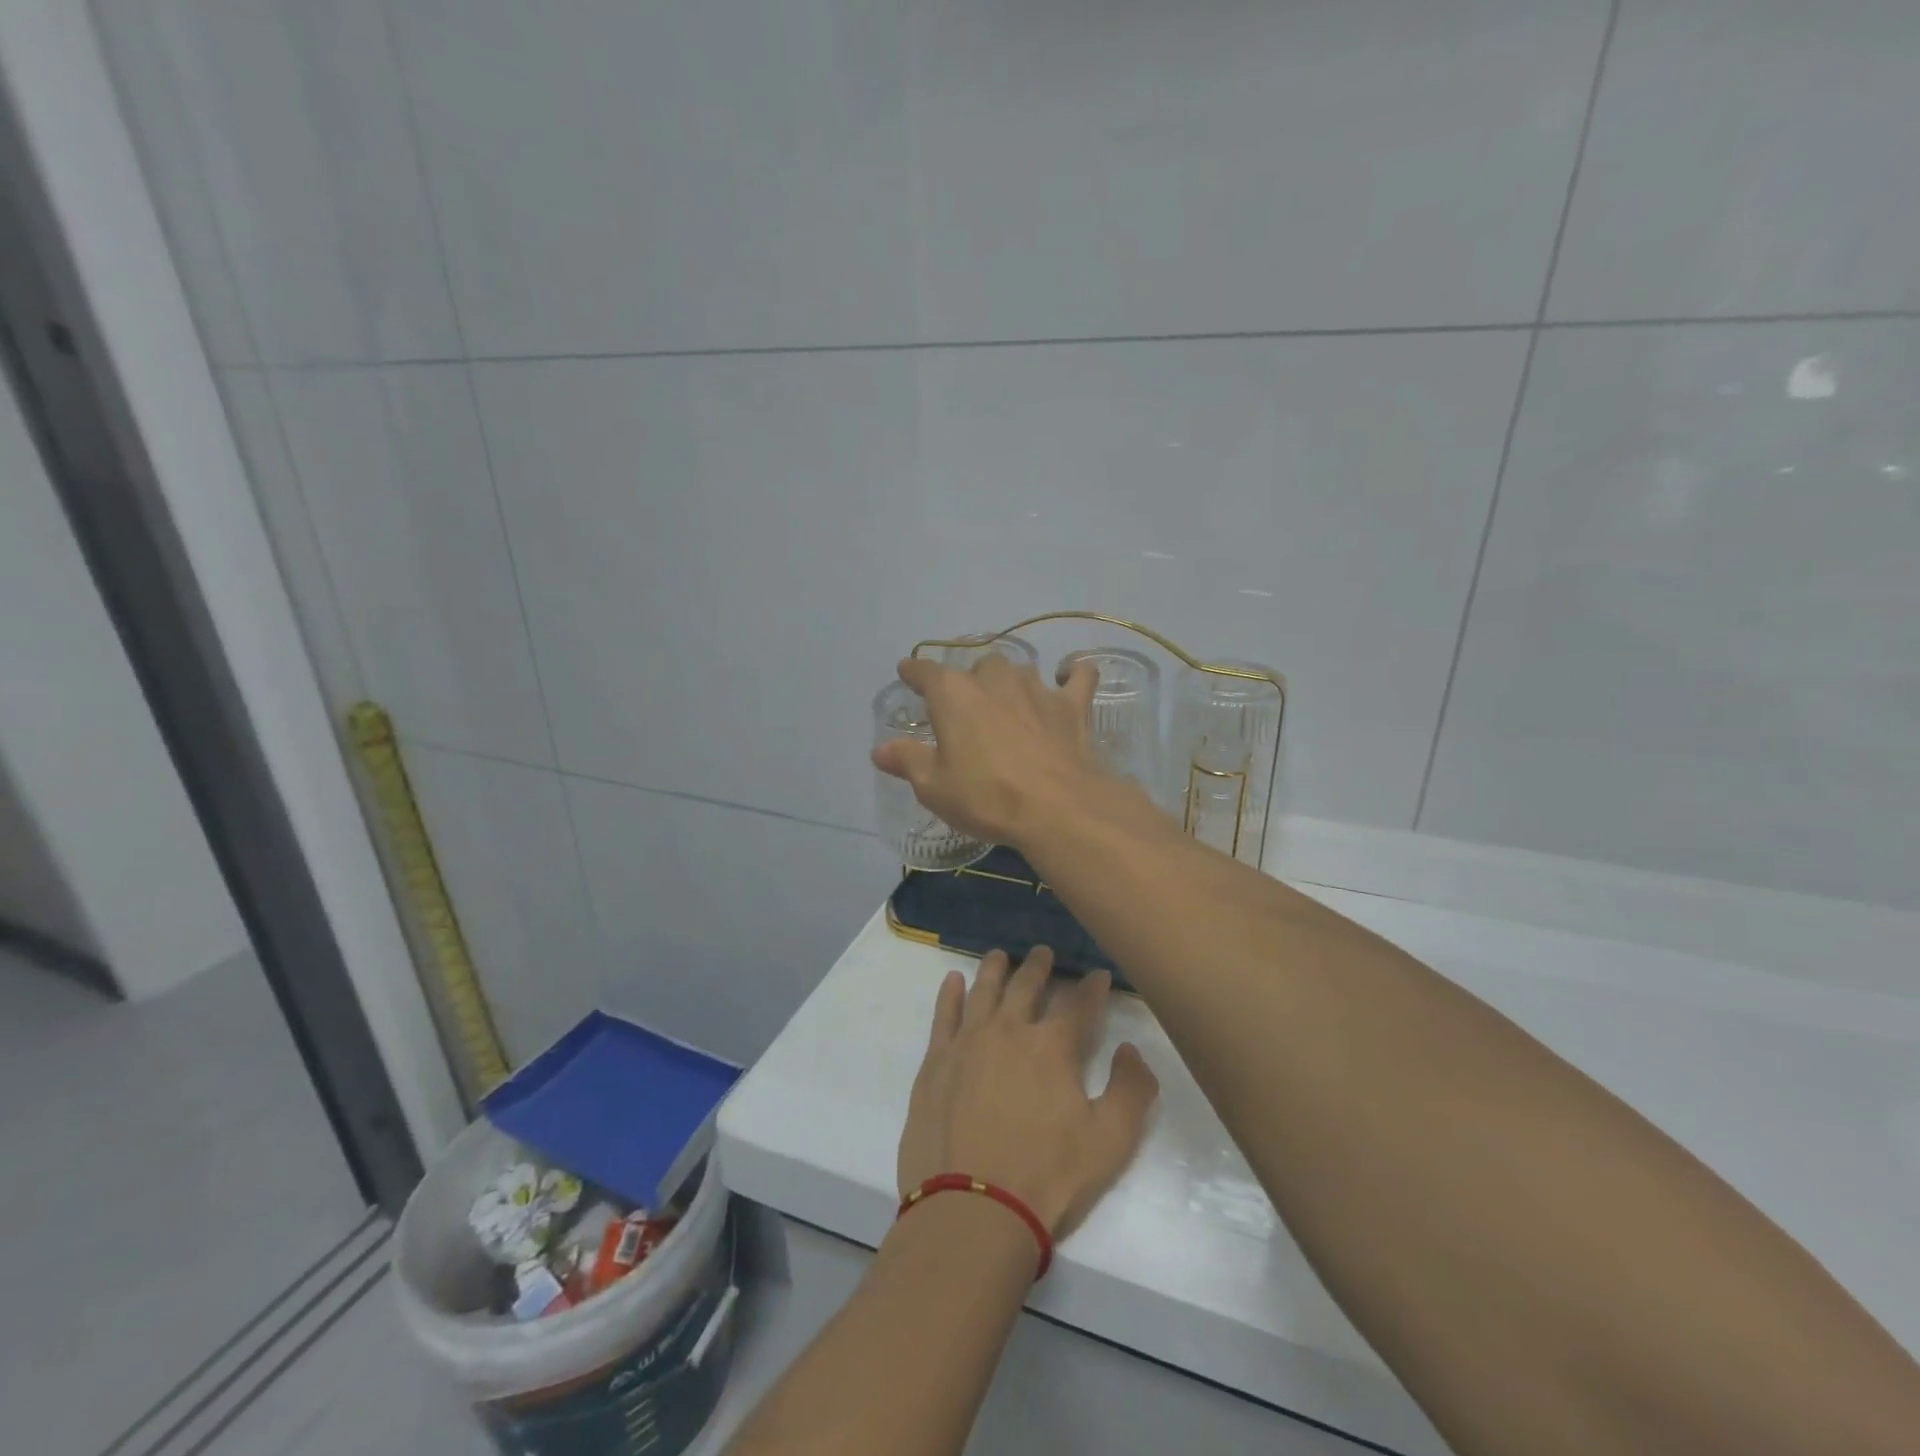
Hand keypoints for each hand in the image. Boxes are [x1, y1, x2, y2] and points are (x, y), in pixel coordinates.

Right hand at [871, 653, 1104, 849]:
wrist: (1057, 808)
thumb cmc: (986, 797)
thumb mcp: (934, 787)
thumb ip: (907, 761)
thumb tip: (880, 750)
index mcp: (953, 693)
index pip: (925, 671)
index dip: (914, 672)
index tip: (907, 673)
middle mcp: (994, 679)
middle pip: (975, 669)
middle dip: (968, 684)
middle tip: (966, 713)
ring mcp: (1037, 687)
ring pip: (1018, 671)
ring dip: (1009, 684)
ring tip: (1008, 704)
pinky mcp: (1072, 704)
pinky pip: (1078, 675)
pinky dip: (1072, 673)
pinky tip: (1068, 677)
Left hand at [897, 946, 1159, 1238]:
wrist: (971, 1209)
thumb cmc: (1046, 1178)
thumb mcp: (1110, 1142)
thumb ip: (1131, 1090)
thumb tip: (1130, 1050)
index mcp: (1052, 1047)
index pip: (1078, 1004)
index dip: (1092, 987)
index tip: (1099, 974)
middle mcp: (1009, 1031)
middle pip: (1026, 986)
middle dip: (1039, 966)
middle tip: (1043, 951)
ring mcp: (967, 1043)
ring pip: (983, 991)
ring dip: (995, 969)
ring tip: (1000, 955)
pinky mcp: (936, 1062)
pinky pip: (943, 1016)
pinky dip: (950, 995)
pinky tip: (953, 981)